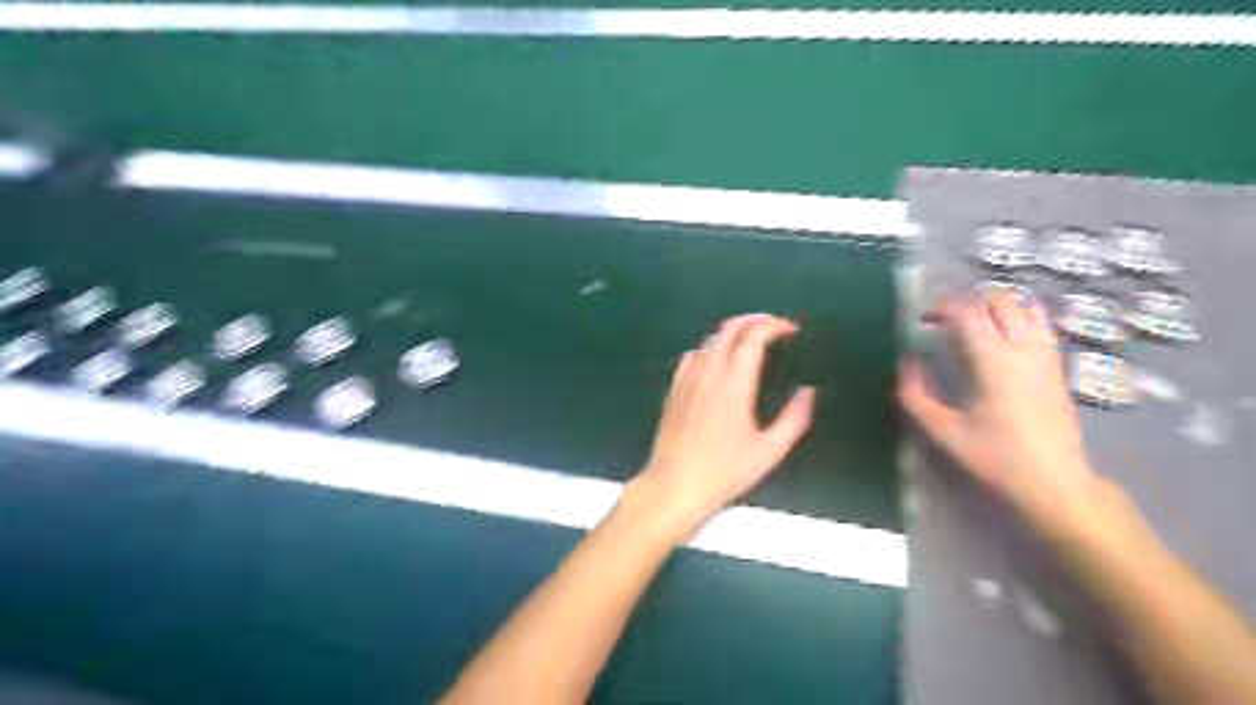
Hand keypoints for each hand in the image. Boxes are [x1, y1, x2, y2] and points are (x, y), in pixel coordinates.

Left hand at [627, 313, 814, 538]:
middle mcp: (708, 372)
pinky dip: (710, 348)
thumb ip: (794, 419)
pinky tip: (716, 361)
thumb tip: (808, 392)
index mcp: (734, 383)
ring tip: (751, 341)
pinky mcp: (673, 389)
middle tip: (775, 326)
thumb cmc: (724, 471)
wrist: (674, 486)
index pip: (753, 336)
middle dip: (754, 320)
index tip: (792, 330)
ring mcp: (687, 379)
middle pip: (729, 328)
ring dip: (732, 332)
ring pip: (709, 339)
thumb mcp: (769, 451)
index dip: (774, 325)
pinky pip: (692, 355)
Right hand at [899, 293, 1101, 534]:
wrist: (1056, 482)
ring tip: (973, 323)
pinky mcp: (1058, 366)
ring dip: (996, 306)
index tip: (923, 318)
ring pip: (1026, 307)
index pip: (969, 313)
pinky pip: (1041, 324)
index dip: (943, 307)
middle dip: (968, 301)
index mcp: (994, 362)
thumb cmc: (996, 457)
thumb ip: (916, 396)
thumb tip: (906, 364)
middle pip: (1000, 301)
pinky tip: (1003, 336)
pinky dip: (1019, 317)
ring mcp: (1046, 355)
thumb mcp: (944, 432)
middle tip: (944, 320)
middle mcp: (1023, 349)